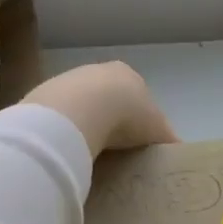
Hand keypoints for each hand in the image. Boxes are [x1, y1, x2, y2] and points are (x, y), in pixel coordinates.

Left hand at [22, 61, 177, 156]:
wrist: (81, 108)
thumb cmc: (127, 115)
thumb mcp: (157, 129)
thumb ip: (167, 138)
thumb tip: (178, 152)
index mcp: (127, 75)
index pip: (134, 94)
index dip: (135, 116)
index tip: (133, 139)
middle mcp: (97, 71)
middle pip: (104, 97)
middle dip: (106, 118)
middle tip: (110, 148)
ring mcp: (68, 81)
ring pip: (78, 104)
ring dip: (82, 123)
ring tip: (86, 151)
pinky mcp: (45, 95)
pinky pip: (58, 115)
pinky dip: (62, 129)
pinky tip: (66, 147)